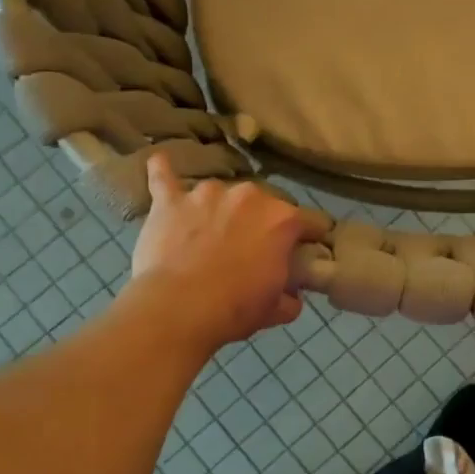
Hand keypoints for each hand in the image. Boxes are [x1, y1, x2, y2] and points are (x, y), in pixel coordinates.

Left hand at [127, 156, 326, 351]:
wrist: (178, 309)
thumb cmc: (235, 308)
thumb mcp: (278, 310)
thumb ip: (291, 295)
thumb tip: (291, 294)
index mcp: (283, 219)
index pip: (313, 222)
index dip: (311, 239)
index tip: (305, 253)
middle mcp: (250, 195)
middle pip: (266, 203)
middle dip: (263, 222)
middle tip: (252, 249)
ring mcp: (207, 193)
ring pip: (222, 194)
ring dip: (221, 208)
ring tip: (210, 232)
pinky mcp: (170, 200)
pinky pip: (164, 177)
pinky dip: (163, 171)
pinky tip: (161, 163)